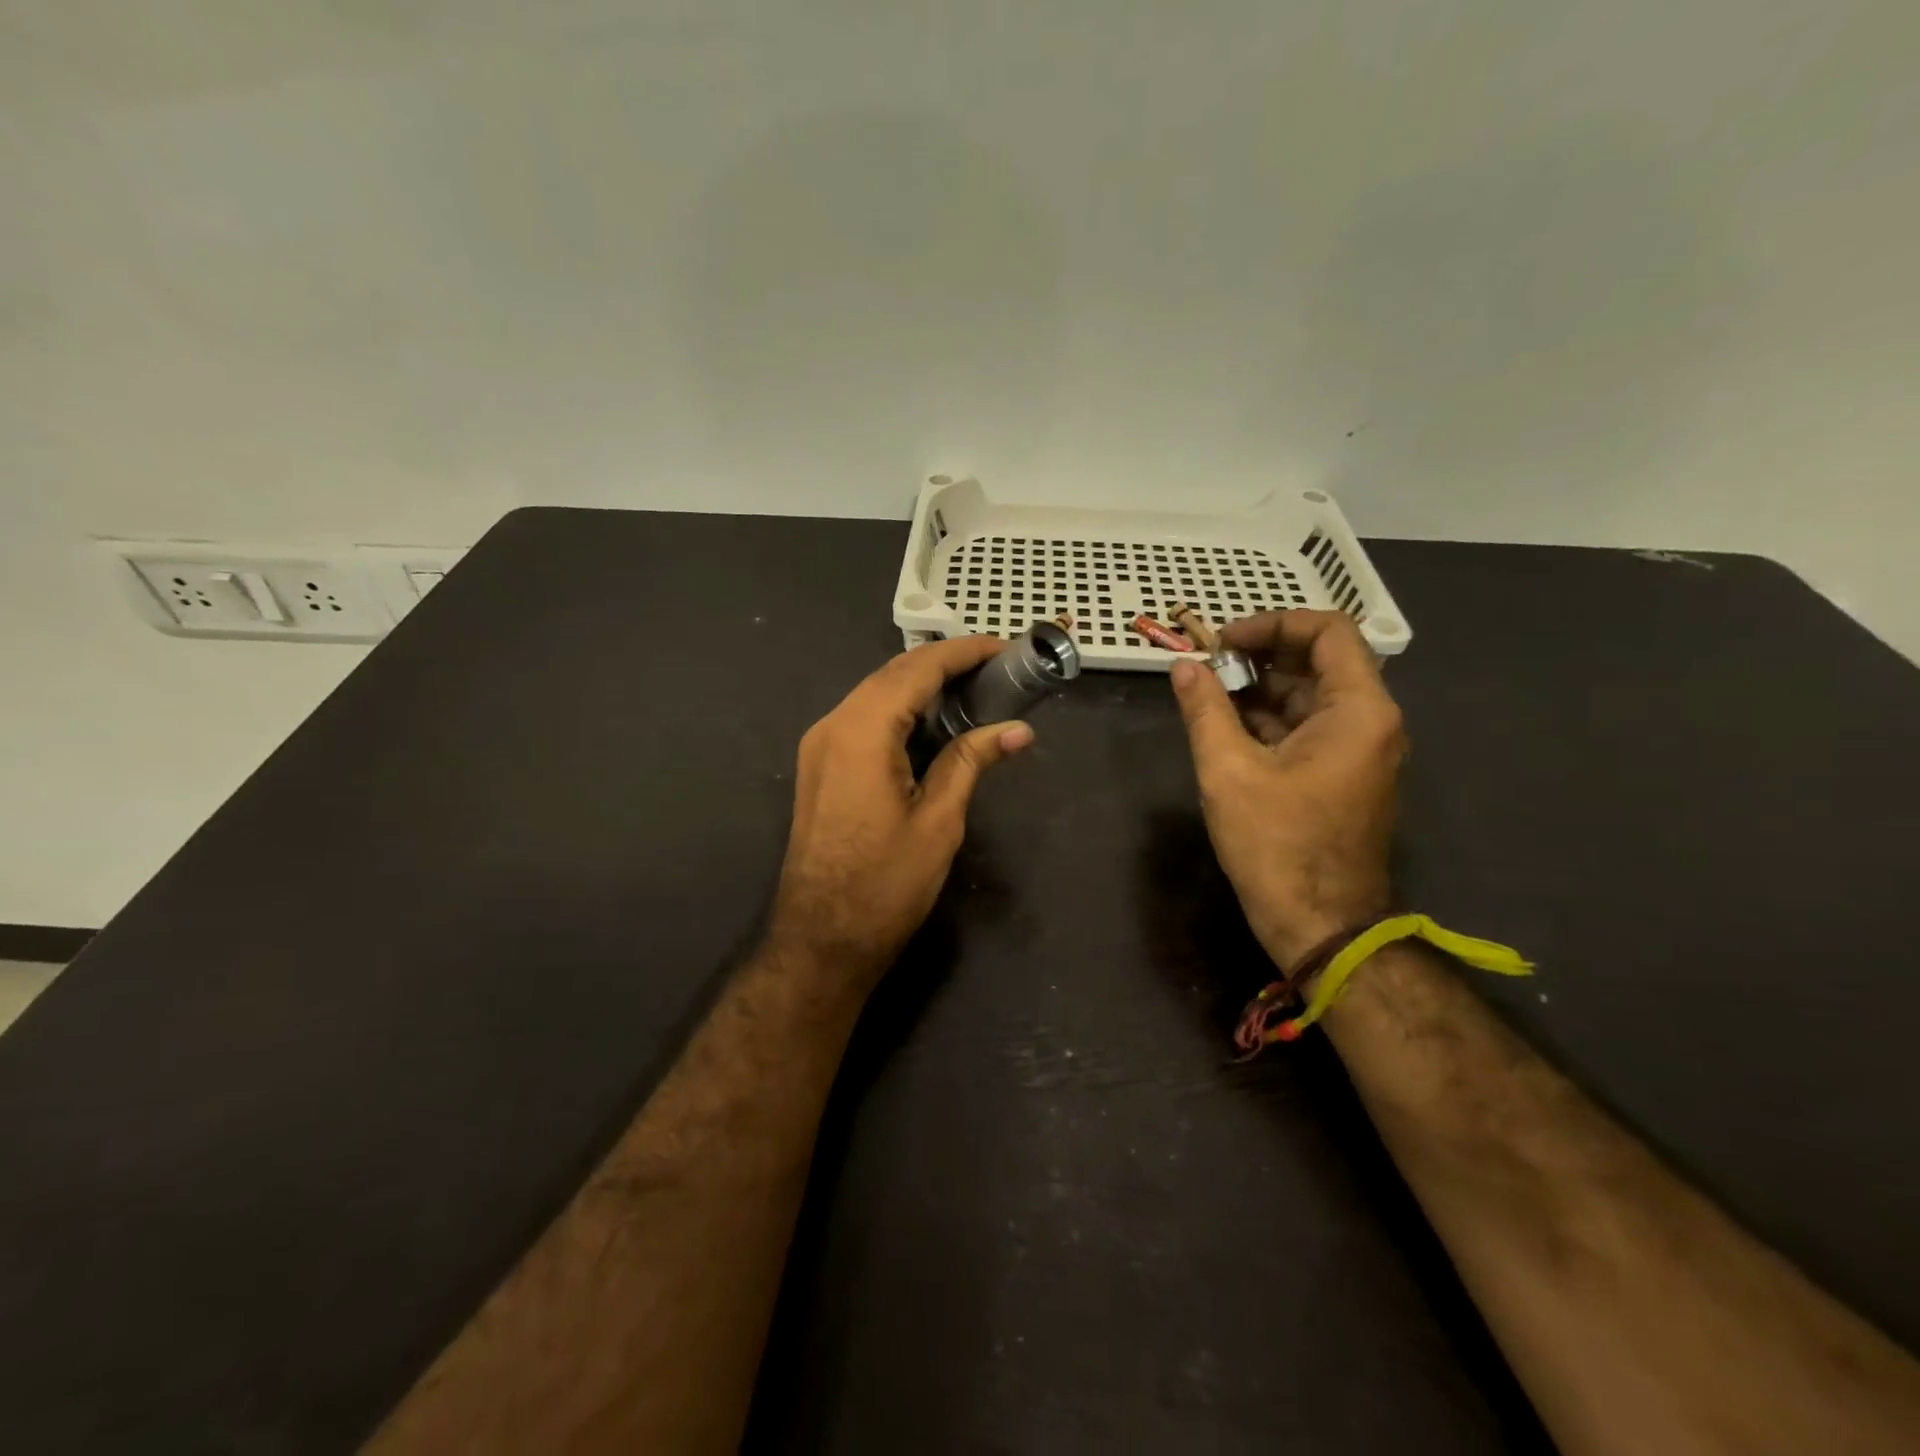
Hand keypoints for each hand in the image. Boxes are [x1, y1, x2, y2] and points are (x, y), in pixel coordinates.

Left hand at [768, 636, 1034, 991]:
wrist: (821, 938)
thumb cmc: (885, 884)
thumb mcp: (939, 820)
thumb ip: (971, 761)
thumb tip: (1018, 729)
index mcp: (861, 731)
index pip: (918, 669)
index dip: (964, 652)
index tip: (1006, 648)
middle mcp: (833, 724)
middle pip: (893, 673)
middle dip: (945, 664)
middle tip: (997, 668)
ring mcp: (820, 744)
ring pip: (876, 693)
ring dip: (922, 685)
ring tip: (975, 689)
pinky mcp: (821, 764)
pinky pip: (864, 718)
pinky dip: (901, 709)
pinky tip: (934, 721)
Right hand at [1170, 610, 1406, 969]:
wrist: (1320, 925)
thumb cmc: (1276, 844)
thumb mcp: (1228, 771)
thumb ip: (1205, 709)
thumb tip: (1183, 666)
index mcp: (1358, 711)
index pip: (1329, 632)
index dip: (1274, 624)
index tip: (1224, 641)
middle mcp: (1371, 722)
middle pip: (1321, 661)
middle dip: (1262, 654)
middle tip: (1210, 663)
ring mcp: (1361, 751)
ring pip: (1312, 696)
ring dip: (1262, 687)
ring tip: (1210, 693)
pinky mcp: (1345, 775)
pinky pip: (1310, 727)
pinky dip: (1271, 718)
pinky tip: (1227, 725)